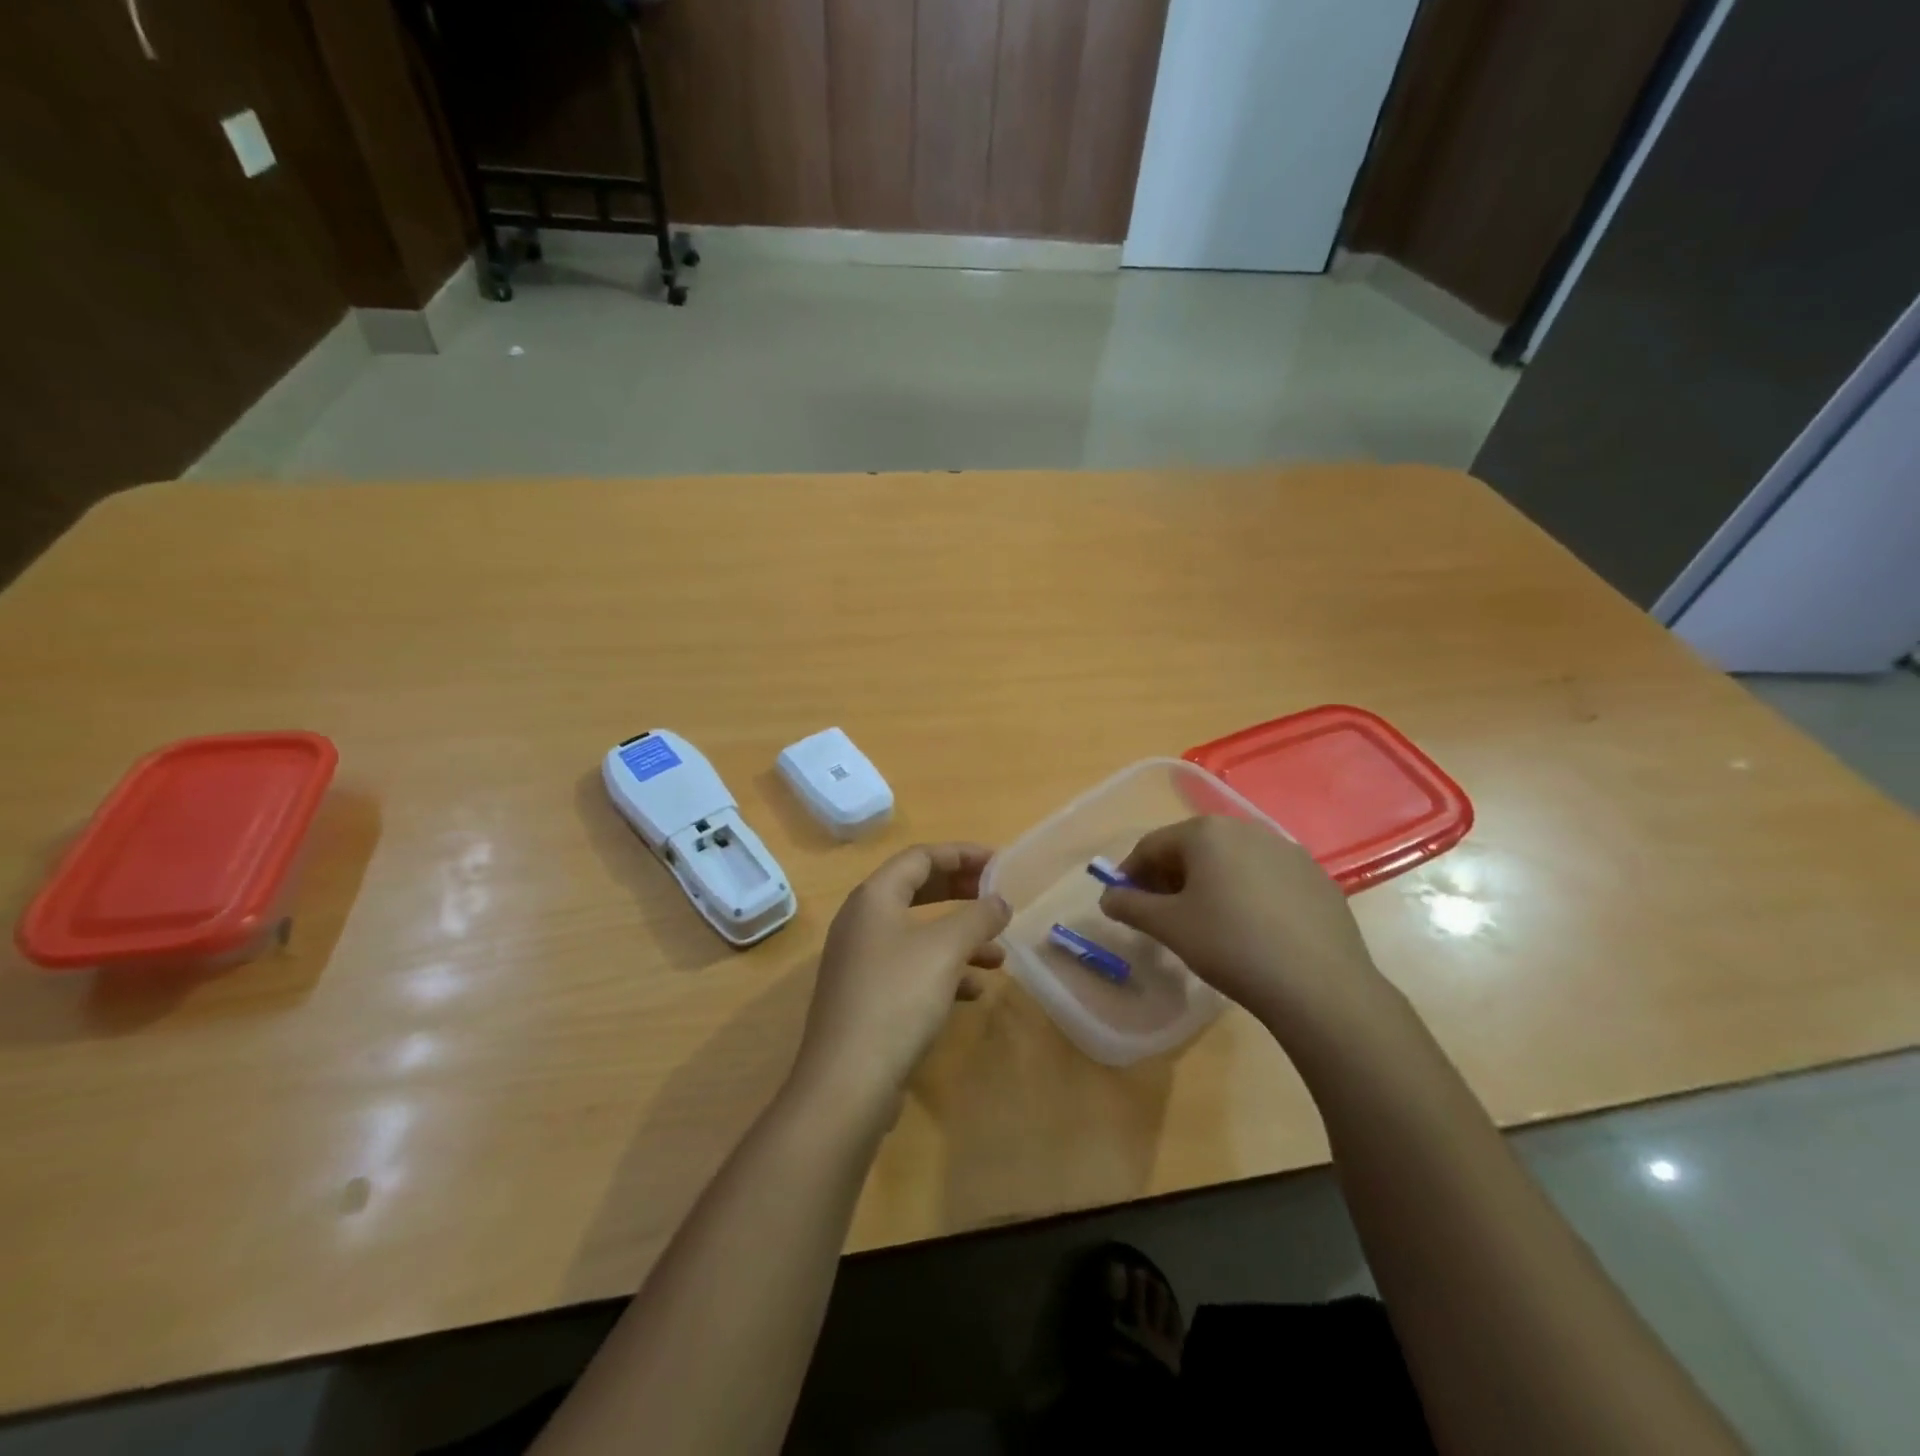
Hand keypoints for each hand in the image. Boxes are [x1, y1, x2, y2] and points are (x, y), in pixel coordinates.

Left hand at [790, 844, 1011, 1112]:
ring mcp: (861, 962)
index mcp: (874, 897)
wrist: (847, 1083)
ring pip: (917, 934)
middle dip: (960, 892)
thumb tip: (1000, 902)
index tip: (999, 863)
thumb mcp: (946, 950)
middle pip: (917, 891)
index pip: (920, 856)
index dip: (962, 854)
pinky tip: (973, 991)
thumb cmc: (897, 999)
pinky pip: (911, 969)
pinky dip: (943, 971)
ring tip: (998, 955)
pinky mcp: (866, 998)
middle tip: (997, 898)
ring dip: (959, 938)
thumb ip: (978, 917)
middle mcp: (862, 922)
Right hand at [1098, 816, 1391, 1039]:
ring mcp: (1288, 851)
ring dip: (1209, 883)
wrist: (1319, 985)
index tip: (1123, 902)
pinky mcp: (1317, 878)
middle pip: (1193, 848)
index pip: (1152, 845)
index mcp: (1206, 832)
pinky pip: (1266, 878)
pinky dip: (1247, 894)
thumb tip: (1108, 897)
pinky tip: (1251, 929)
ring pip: (1231, 861)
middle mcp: (1247, 829)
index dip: (1130, 873)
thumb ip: (1130, 906)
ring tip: (1205, 922)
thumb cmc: (1230, 945)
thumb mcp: (1169, 927)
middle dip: (1170, 877)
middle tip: (1161, 913)